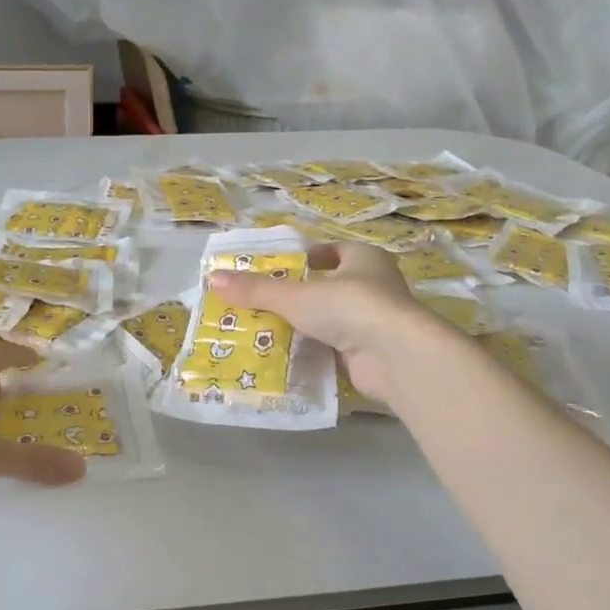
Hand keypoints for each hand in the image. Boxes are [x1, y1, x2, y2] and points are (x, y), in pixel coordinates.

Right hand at [210, 242, 438, 405]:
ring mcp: (376, 322)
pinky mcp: (373, 353)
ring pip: (330, 320)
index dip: (302, 259)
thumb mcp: (295, 295)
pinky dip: (313, 352)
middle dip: (296, 297)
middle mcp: (375, 285)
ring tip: (264, 331)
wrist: (396, 356)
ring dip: (304, 326)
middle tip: (260, 304)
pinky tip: (285, 357)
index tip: (274, 270)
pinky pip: (335, 348)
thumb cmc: (349, 307)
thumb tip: (213, 279)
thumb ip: (256, 290)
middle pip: (327, 287)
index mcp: (363, 258)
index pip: (329, 252)